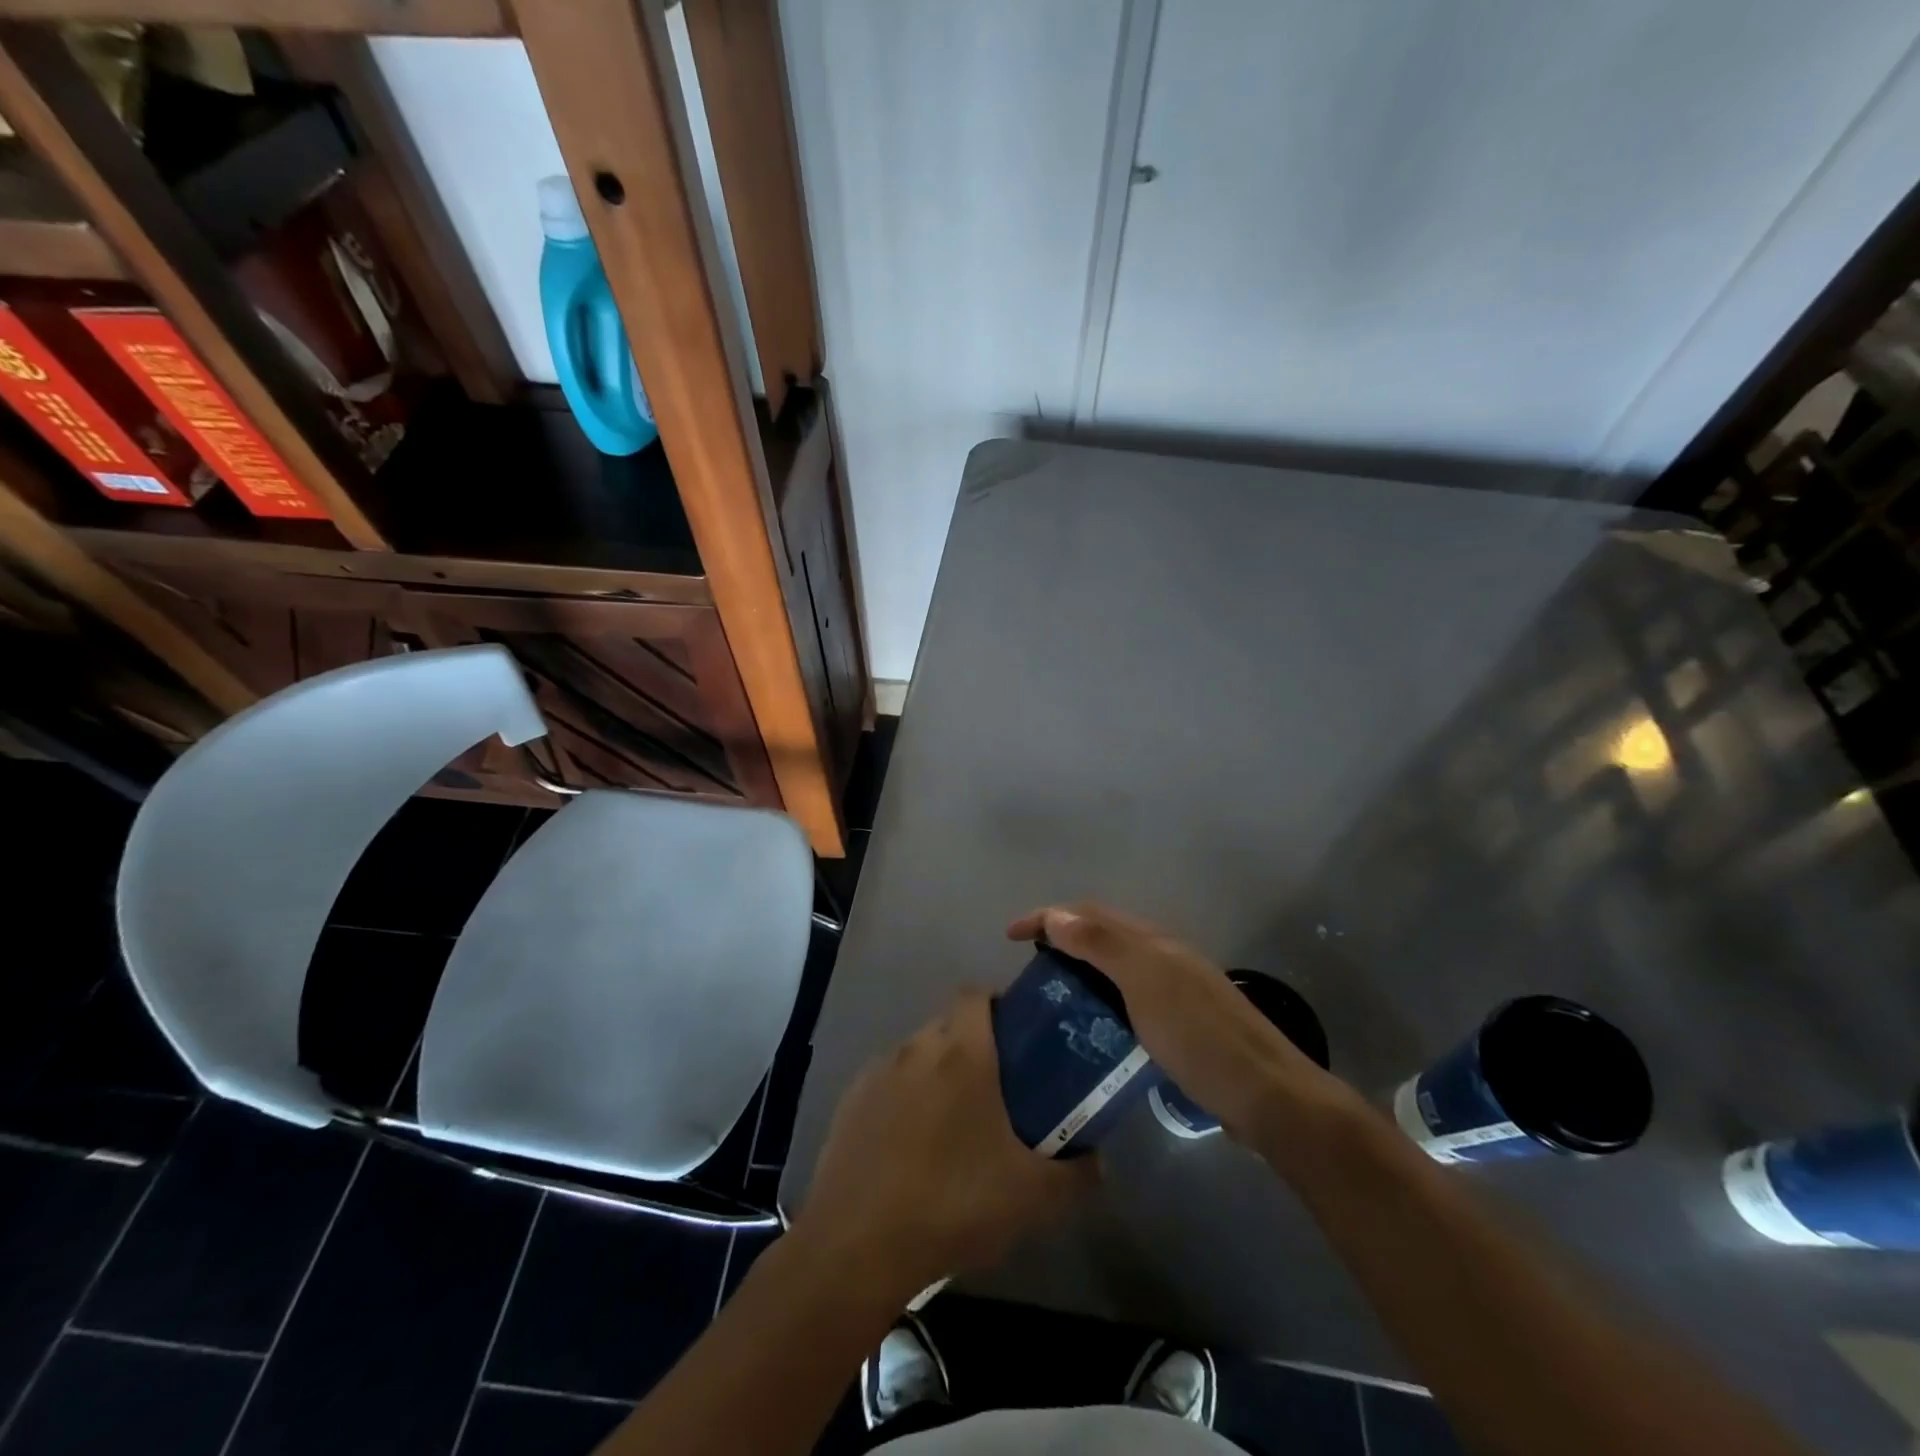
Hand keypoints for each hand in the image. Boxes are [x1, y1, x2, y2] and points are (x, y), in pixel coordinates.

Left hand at [791, 991, 1095, 1304]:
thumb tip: (1099, 1161)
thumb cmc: (953, 1203)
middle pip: (948, 1024)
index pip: (976, 994)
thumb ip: (1077, 1174)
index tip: (1018, 1040)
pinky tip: (910, 1150)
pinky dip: (903, 1101)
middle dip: (972, 1045)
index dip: (998, 1005)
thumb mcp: (1033, 1197)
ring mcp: (877, 1073)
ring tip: (954, 1126)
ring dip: (936, 1074)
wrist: (857, 1245)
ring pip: (916, 1055)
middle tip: (997, 1090)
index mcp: (961, 1052)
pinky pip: (887, 1085)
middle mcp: (916, 1048)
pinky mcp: (850, 1101)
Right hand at [1007, 902, 1353, 1146]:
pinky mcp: (1182, 1024)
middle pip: (1103, 932)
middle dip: (1062, 934)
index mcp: (1153, 941)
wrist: (1268, 1095)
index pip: (1089, 912)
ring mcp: (1176, 990)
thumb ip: (1102, 944)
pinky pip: (1128, 995)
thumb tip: (1057, 914)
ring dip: (1081, 966)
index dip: (1047, 915)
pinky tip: (1093, 1025)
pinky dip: (1101, 997)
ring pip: (1116, 964)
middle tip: (1029, 963)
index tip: (1010, 936)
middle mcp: (1164, 956)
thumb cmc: (1200, 1035)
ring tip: (1052, 993)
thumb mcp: (1146, 983)